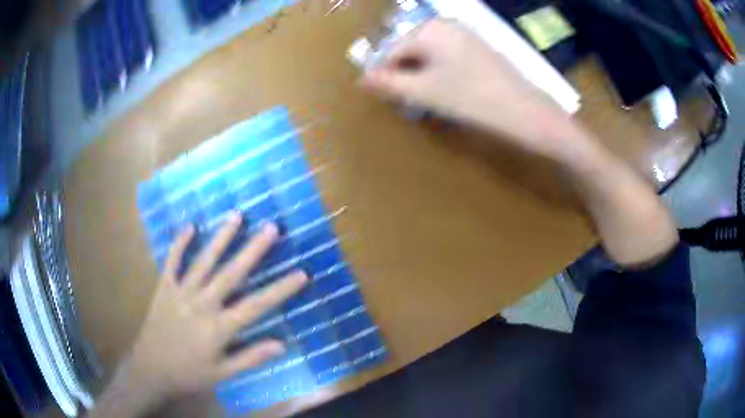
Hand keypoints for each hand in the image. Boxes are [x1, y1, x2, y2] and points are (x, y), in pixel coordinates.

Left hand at [128, 214, 307, 398]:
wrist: (151, 368)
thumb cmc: (189, 373)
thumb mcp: (223, 374)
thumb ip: (250, 358)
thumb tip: (281, 344)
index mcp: (218, 327)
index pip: (256, 305)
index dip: (280, 289)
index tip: (302, 273)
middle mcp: (202, 304)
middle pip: (231, 273)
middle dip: (253, 250)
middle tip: (271, 227)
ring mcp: (181, 292)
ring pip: (204, 261)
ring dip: (221, 238)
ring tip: (237, 216)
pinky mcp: (164, 287)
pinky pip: (172, 261)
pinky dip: (180, 243)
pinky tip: (190, 226)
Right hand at [362, 19, 586, 161]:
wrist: (525, 111)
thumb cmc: (472, 99)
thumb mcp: (425, 92)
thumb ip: (389, 83)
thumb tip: (362, 79)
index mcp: (429, 29)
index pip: (392, 51)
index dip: (386, 76)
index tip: (386, 99)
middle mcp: (446, 25)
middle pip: (411, 51)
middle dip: (405, 75)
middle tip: (410, 102)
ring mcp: (465, 34)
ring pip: (429, 55)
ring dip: (422, 76)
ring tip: (429, 100)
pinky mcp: (478, 48)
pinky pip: (447, 57)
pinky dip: (441, 74)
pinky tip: (450, 92)